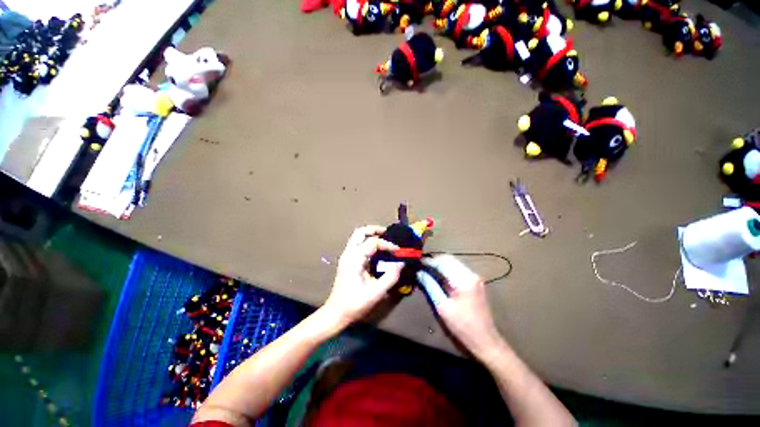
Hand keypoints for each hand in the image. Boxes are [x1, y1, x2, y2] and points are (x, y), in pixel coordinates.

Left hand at [322, 226, 403, 328]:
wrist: (336, 313)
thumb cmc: (355, 303)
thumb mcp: (376, 292)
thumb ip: (391, 276)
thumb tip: (401, 263)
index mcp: (354, 259)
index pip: (373, 242)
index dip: (387, 244)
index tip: (398, 251)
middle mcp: (349, 253)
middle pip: (360, 232)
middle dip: (375, 230)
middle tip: (388, 234)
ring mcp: (346, 256)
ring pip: (358, 236)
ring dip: (371, 235)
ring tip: (384, 240)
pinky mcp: (347, 261)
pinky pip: (358, 244)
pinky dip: (368, 242)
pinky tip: (377, 250)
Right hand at [422, 255, 504, 359]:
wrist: (485, 340)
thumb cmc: (462, 326)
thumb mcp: (442, 307)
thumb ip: (430, 286)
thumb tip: (419, 273)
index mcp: (463, 280)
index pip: (443, 262)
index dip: (429, 261)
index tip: (418, 262)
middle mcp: (471, 274)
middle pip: (450, 259)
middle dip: (435, 260)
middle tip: (422, 264)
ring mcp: (475, 277)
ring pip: (454, 262)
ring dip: (441, 263)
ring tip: (428, 268)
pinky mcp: (476, 282)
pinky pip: (459, 269)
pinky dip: (448, 268)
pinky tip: (440, 274)